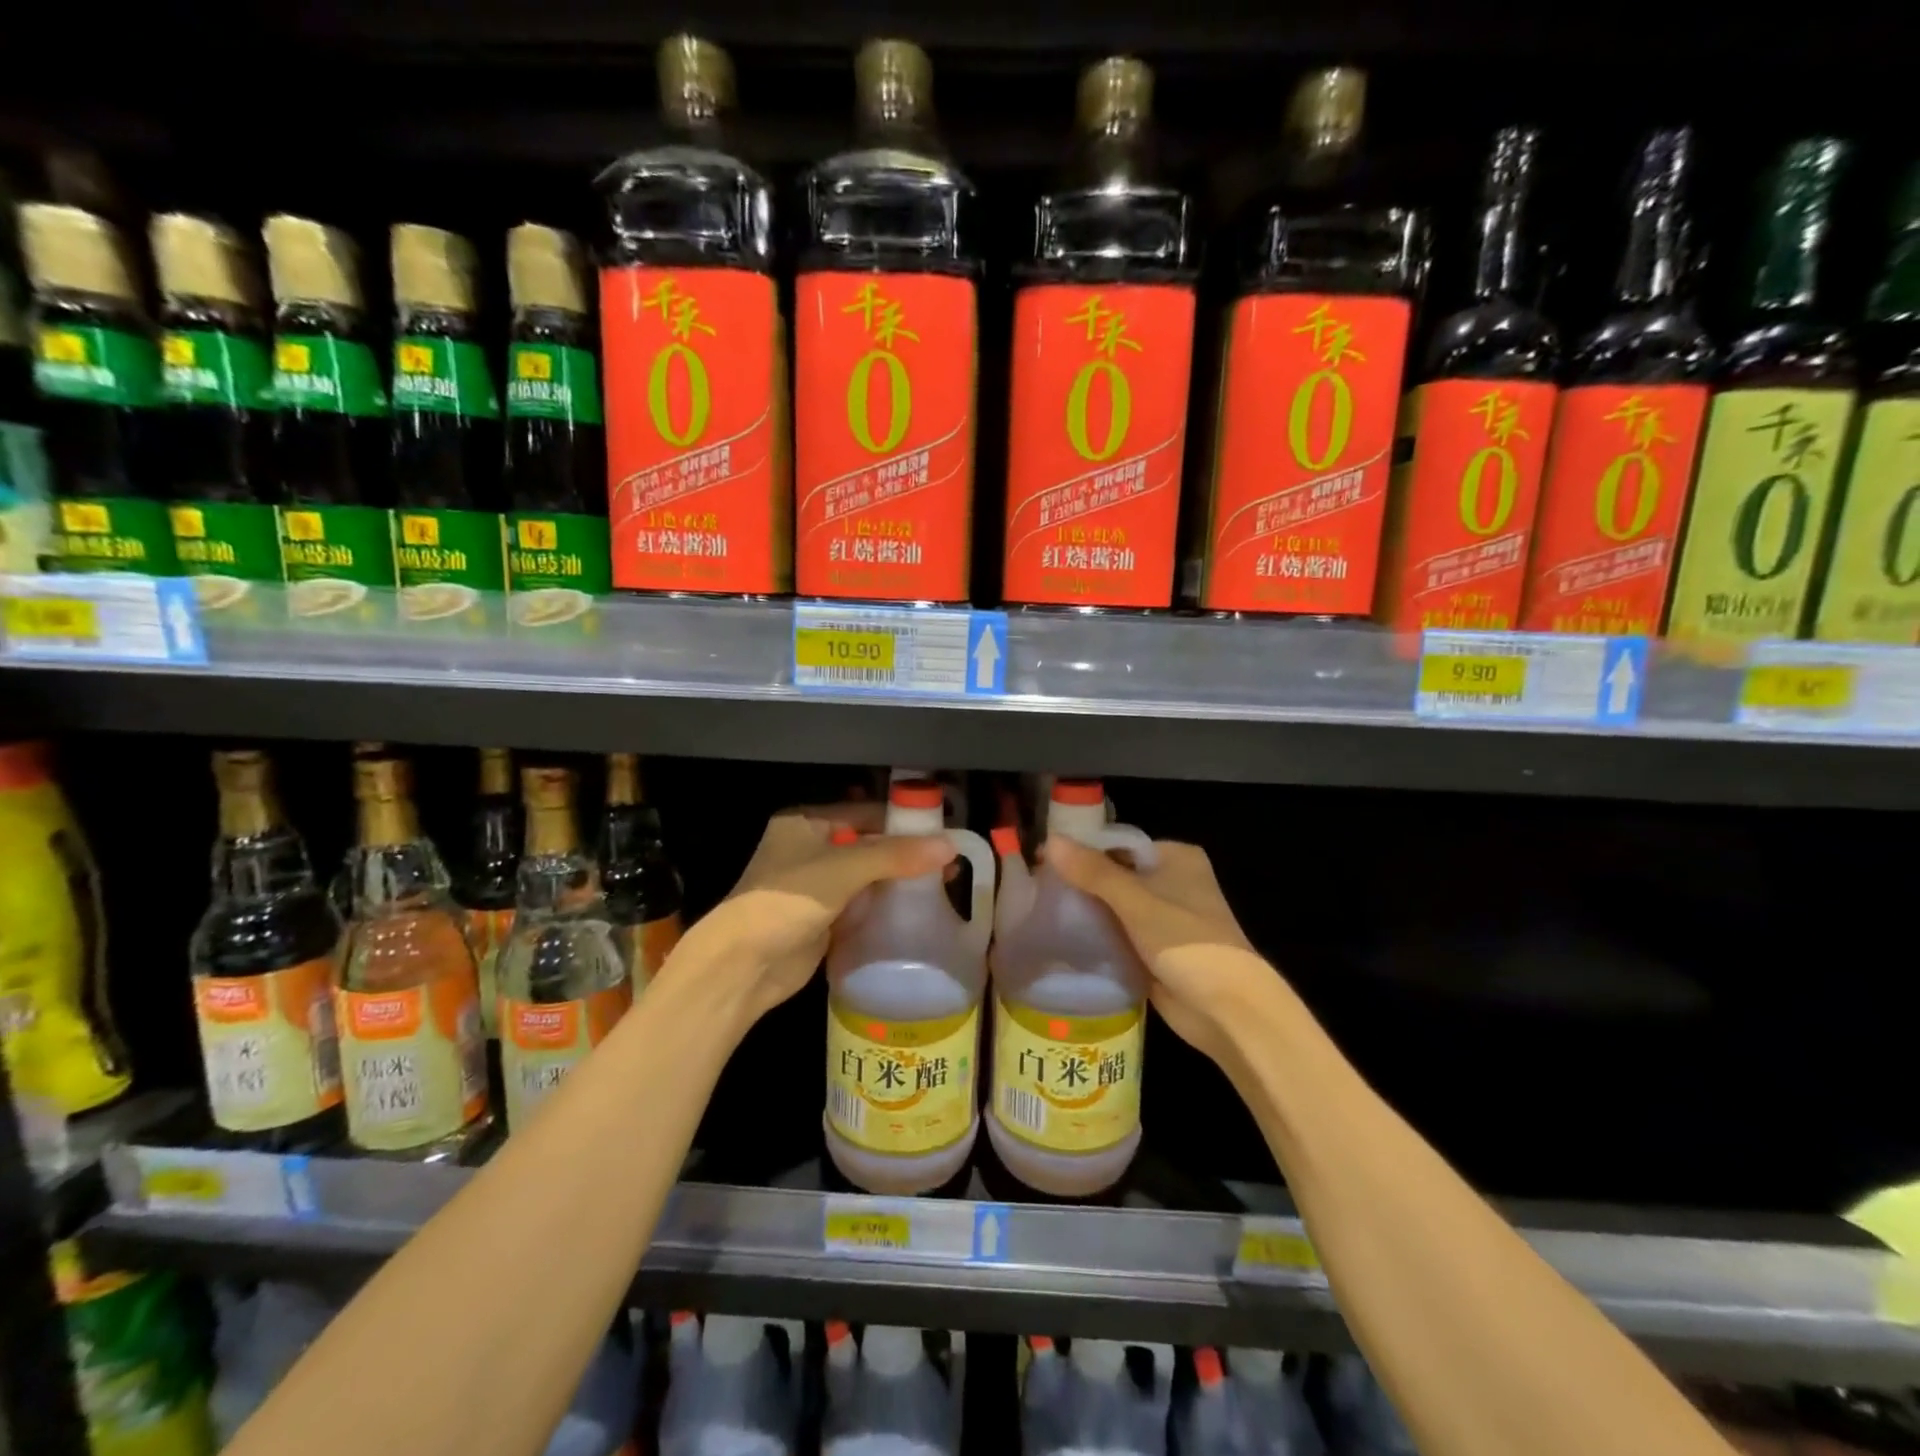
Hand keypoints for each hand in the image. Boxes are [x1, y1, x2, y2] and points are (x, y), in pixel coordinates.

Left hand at [680, 806, 954, 1033]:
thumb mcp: (844, 868)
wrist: (744, 964)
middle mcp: (811, 848)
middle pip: (869, 844)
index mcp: (807, 822)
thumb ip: (896, 855)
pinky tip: (918, 908)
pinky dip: (885, 905)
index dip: (903, 820)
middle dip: (905, 853)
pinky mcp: (823, 918)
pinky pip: (862, 904)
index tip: (943, 829)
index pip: (866, 812)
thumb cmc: (787, 900)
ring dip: (898, 880)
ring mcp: (816, 885)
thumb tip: (950, 845)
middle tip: (948, 861)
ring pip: (868, 876)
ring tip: (944, 883)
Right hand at [1042, 836, 1273, 1070]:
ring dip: (1087, 910)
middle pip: (1115, 874)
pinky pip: (1119, 934)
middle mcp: (1172, 882)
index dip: (1082, 850)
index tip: (1042, 859)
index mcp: (1175, 858)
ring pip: (1115, 906)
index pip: (1118, 844)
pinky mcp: (1156, 950)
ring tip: (1041, 909)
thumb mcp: (1135, 900)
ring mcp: (1164, 918)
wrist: (1225, 1009)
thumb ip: (1093, 871)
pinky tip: (1063, 936)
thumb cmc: (1186, 941)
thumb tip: (1049, 840)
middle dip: (1081, 881)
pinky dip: (1097, 935)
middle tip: (1036, 886)